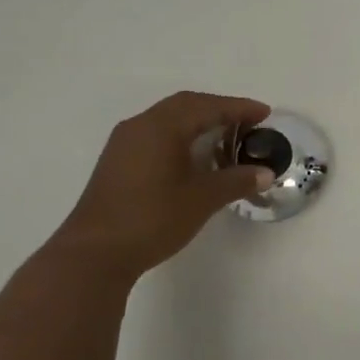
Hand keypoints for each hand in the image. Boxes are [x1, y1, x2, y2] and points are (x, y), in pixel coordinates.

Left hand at [45, 91, 272, 286]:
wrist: (93, 254)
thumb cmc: (151, 219)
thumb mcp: (202, 199)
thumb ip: (236, 181)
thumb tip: (265, 173)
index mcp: (161, 126)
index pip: (207, 106)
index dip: (238, 108)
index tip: (264, 114)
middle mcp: (140, 125)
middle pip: (186, 106)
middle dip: (219, 111)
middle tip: (248, 123)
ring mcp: (124, 143)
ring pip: (168, 120)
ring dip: (198, 123)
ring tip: (225, 140)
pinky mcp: (117, 161)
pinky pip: (156, 135)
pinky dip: (181, 137)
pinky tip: (194, 158)